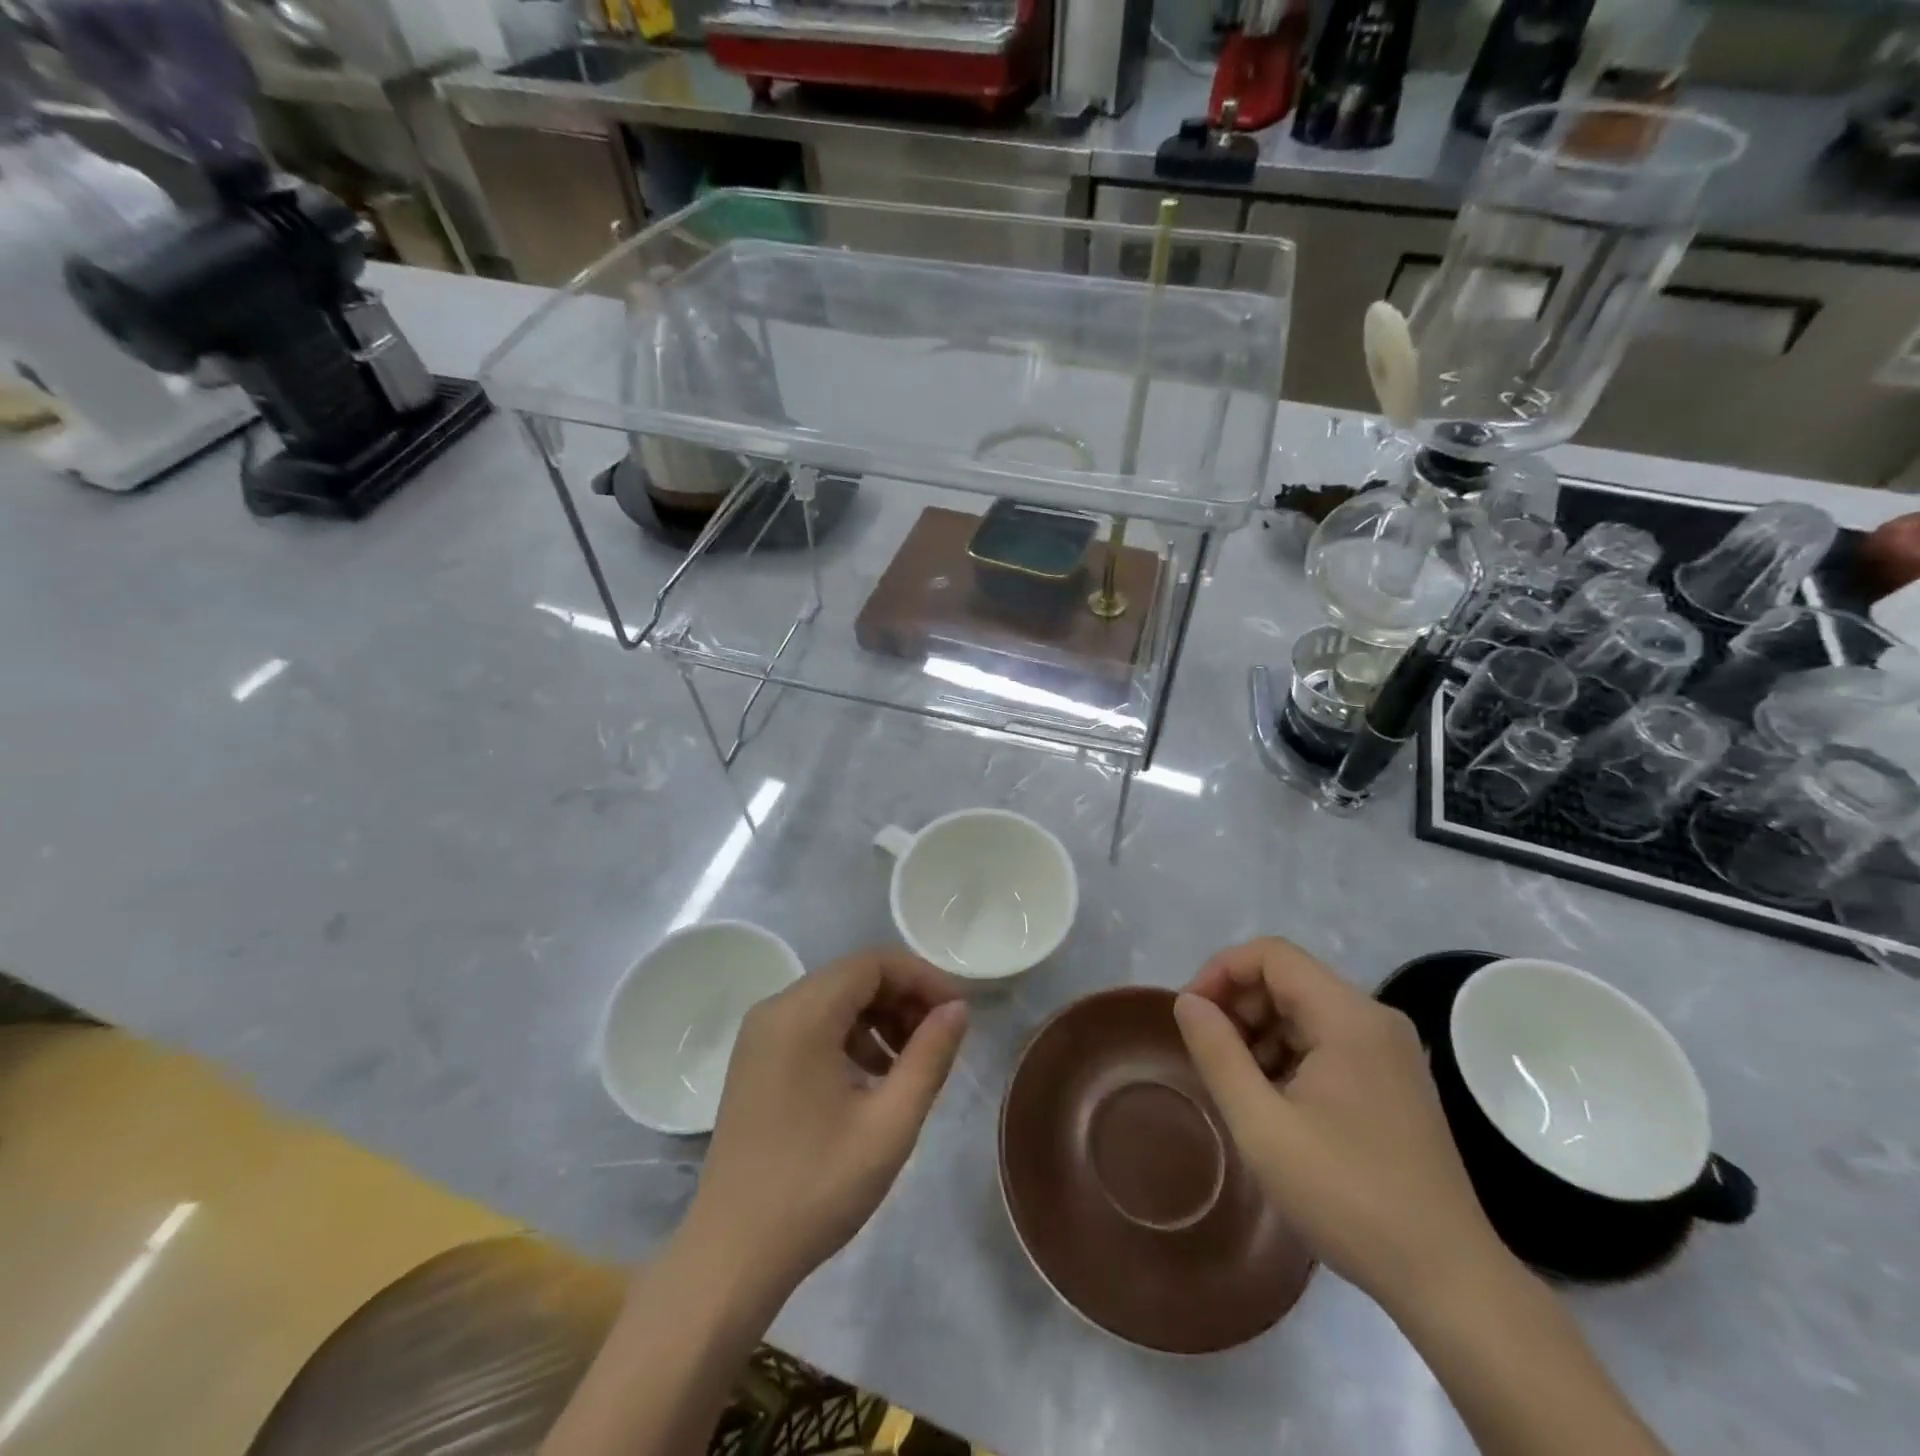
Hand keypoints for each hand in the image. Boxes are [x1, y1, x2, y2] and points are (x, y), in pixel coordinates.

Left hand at [685, 948, 968, 1294]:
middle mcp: (775, 1009)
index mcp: (802, 1014)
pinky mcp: (755, 1060)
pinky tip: (872, 1079)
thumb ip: (929, 1057)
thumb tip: (958, 1009)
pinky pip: (812, 1024)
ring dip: (879, 1018)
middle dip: (903, 998)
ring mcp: (760, 1035)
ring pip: (834, 1000)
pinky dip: (850, 1036)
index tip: (957, 1012)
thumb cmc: (816, 1187)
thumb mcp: (889, 1123)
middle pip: (853, 977)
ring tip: (911, 1064)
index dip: (922, 978)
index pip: (874, 963)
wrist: (731, 1256)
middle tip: (940, 1039)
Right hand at [1174, 937, 1507, 1314]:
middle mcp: (1375, 1019)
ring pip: (1306, 1010)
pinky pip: (1327, 1040)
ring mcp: (1389, 1051)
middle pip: (1289, 979)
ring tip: (1236, 1081)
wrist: (1448, 1280)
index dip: (1221, 970)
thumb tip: (1187, 1001)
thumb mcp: (1262, 1125)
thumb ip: (1217, 1053)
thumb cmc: (1347, 1195)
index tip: (1190, 1014)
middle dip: (1238, 1004)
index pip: (1272, 955)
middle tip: (1208, 1052)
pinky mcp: (1394, 1080)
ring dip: (1260, 1030)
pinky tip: (1273, 1099)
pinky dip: (1289, 1053)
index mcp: (1349, 1016)